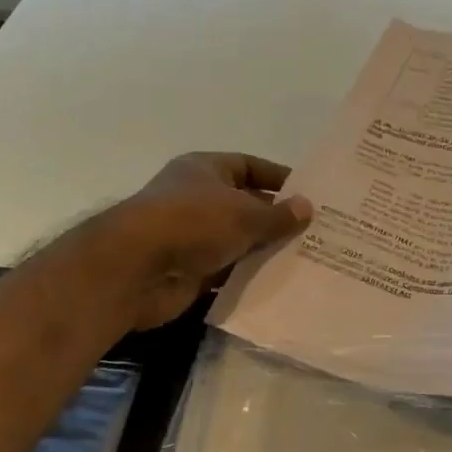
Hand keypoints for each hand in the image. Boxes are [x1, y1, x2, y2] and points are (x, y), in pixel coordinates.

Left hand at [110, 152, 312, 328]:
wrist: (136, 270)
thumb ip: (278, 214)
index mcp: (205, 170)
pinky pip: (226, 272)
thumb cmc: (192, 223)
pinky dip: (248, 277)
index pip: (248, 166)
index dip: (278, 177)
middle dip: (276, 219)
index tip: (309, 194)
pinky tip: (280, 285)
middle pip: (244, 205)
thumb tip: (307, 207)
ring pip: (237, 241)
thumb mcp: (244, 214)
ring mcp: (191, 237)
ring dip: (264, 251)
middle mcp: (196, 199)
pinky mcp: (189, 271)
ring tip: (306, 260)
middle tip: (316, 232)